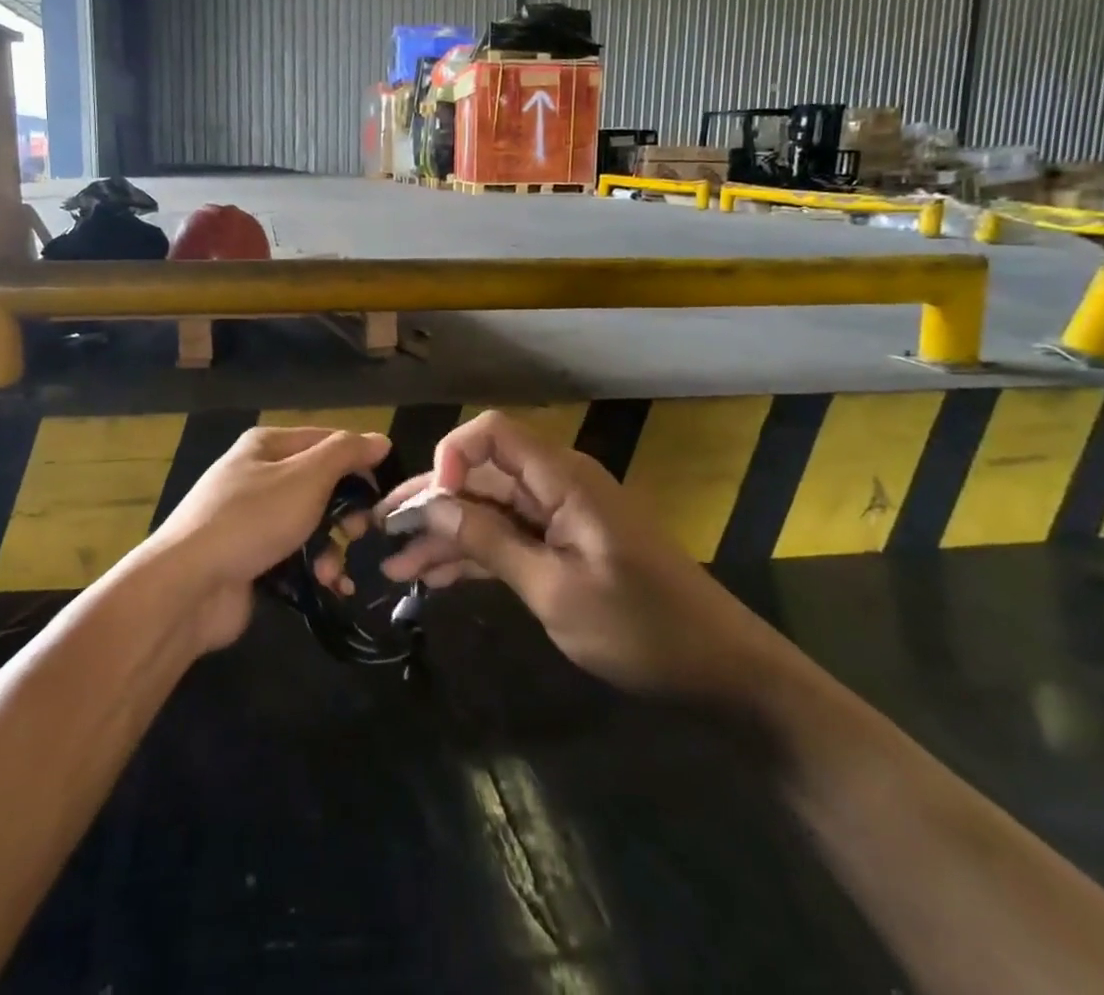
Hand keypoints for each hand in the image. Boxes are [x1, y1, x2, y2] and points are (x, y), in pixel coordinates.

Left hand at [149, 426, 390, 651]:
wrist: (188, 585)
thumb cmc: (252, 519)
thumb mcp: (306, 477)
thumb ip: (346, 454)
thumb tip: (380, 440)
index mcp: (267, 445)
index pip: (327, 441)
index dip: (359, 462)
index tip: (383, 492)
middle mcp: (258, 475)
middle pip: (320, 484)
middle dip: (346, 511)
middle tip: (360, 532)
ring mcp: (252, 519)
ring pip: (311, 524)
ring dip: (331, 547)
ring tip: (333, 571)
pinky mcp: (251, 558)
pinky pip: (295, 556)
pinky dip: (314, 568)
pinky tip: (329, 586)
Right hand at [379, 412, 786, 696]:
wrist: (721, 671)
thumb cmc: (641, 628)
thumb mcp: (555, 589)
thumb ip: (490, 541)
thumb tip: (432, 503)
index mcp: (561, 478)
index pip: (492, 433)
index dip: (451, 456)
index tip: (428, 505)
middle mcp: (555, 486)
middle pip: (481, 475)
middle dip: (431, 502)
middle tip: (382, 532)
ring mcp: (558, 518)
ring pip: (487, 510)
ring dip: (444, 536)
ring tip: (393, 566)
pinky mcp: (562, 547)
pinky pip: (507, 538)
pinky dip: (473, 556)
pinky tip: (432, 579)